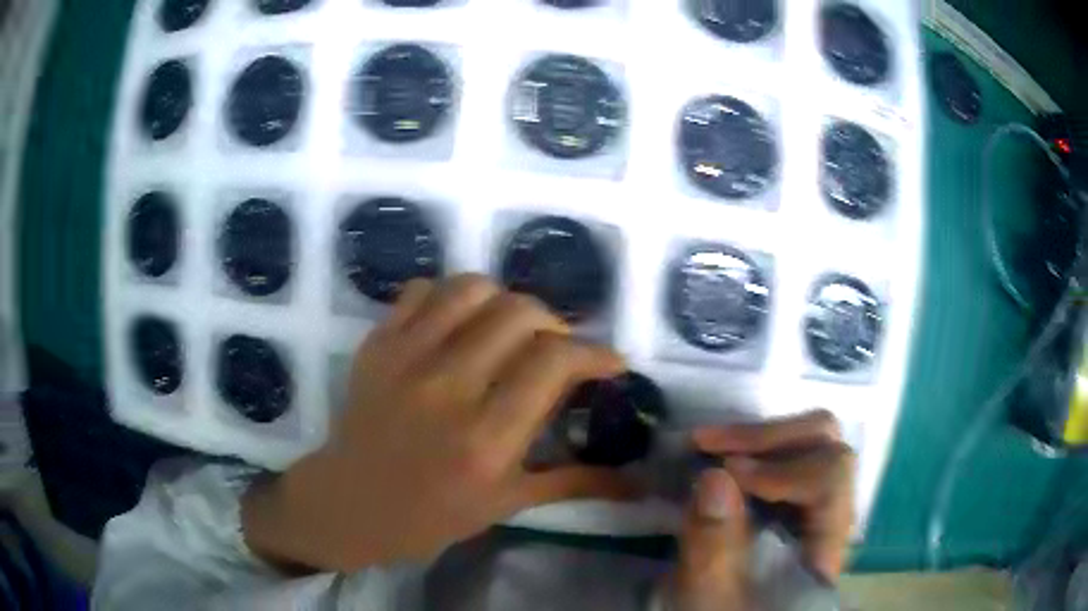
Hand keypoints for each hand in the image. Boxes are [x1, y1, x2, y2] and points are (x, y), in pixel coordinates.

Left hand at [242, 275, 633, 571]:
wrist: (349, 504)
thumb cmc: (431, 516)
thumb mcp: (507, 505)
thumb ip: (575, 484)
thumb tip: (638, 482)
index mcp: (486, 439)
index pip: (554, 361)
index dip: (595, 352)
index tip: (610, 361)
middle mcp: (447, 388)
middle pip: (520, 312)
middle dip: (556, 324)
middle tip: (557, 351)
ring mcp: (405, 358)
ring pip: (473, 288)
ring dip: (506, 302)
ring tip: (510, 331)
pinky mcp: (377, 343)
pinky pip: (422, 290)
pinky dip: (451, 297)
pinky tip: (459, 325)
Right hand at [670, 411, 854, 609]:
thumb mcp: (712, 597)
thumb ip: (712, 551)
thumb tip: (713, 477)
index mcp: (825, 545)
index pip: (830, 481)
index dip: (780, 470)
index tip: (724, 472)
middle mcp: (832, 513)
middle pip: (827, 445)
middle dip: (767, 438)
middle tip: (710, 444)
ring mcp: (816, 499)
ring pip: (812, 438)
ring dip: (759, 437)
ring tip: (710, 444)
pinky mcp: (795, 494)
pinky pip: (790, 450)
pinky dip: (754, 446)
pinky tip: (721, 455)